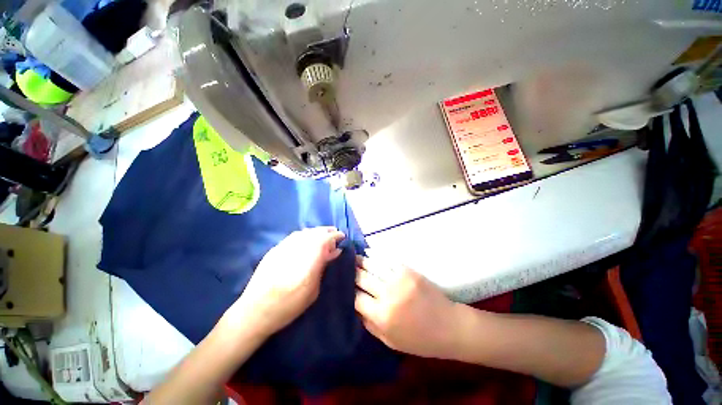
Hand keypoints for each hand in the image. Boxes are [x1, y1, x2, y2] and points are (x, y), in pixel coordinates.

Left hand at [224, 227, 344, 338]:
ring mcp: (284, 246)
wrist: (255, 310)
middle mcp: (297, 248)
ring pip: (305, 232)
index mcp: (309, 260)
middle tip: (335, 234)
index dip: (336, 236)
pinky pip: (294, 236)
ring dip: (316, 231)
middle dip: (327, 231)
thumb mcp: (313, 290)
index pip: (326, 239)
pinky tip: (307, 239)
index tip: (342, 237)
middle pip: (315, 232)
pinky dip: (304, 235)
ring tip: (323, 235)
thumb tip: (334, 251)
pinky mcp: (275, 248)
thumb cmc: (289, 305)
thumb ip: (323, 267)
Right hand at [354, 256, 461, 358]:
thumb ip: (370, 325)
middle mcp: (387, 295)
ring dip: (362, 261)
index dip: (348, 291)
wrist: (449, 326)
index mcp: (382, 316)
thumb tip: (355, 307)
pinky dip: (377, 256)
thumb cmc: (420, 340)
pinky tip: (370, 253)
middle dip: (352, 272)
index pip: (356, 298)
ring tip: (354, 257)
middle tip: (345, 267)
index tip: (344, 285)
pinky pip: (388, 261)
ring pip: (373, 266)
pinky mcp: (408, 271)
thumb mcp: (391, 341)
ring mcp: (399, 280)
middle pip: (362, 278)